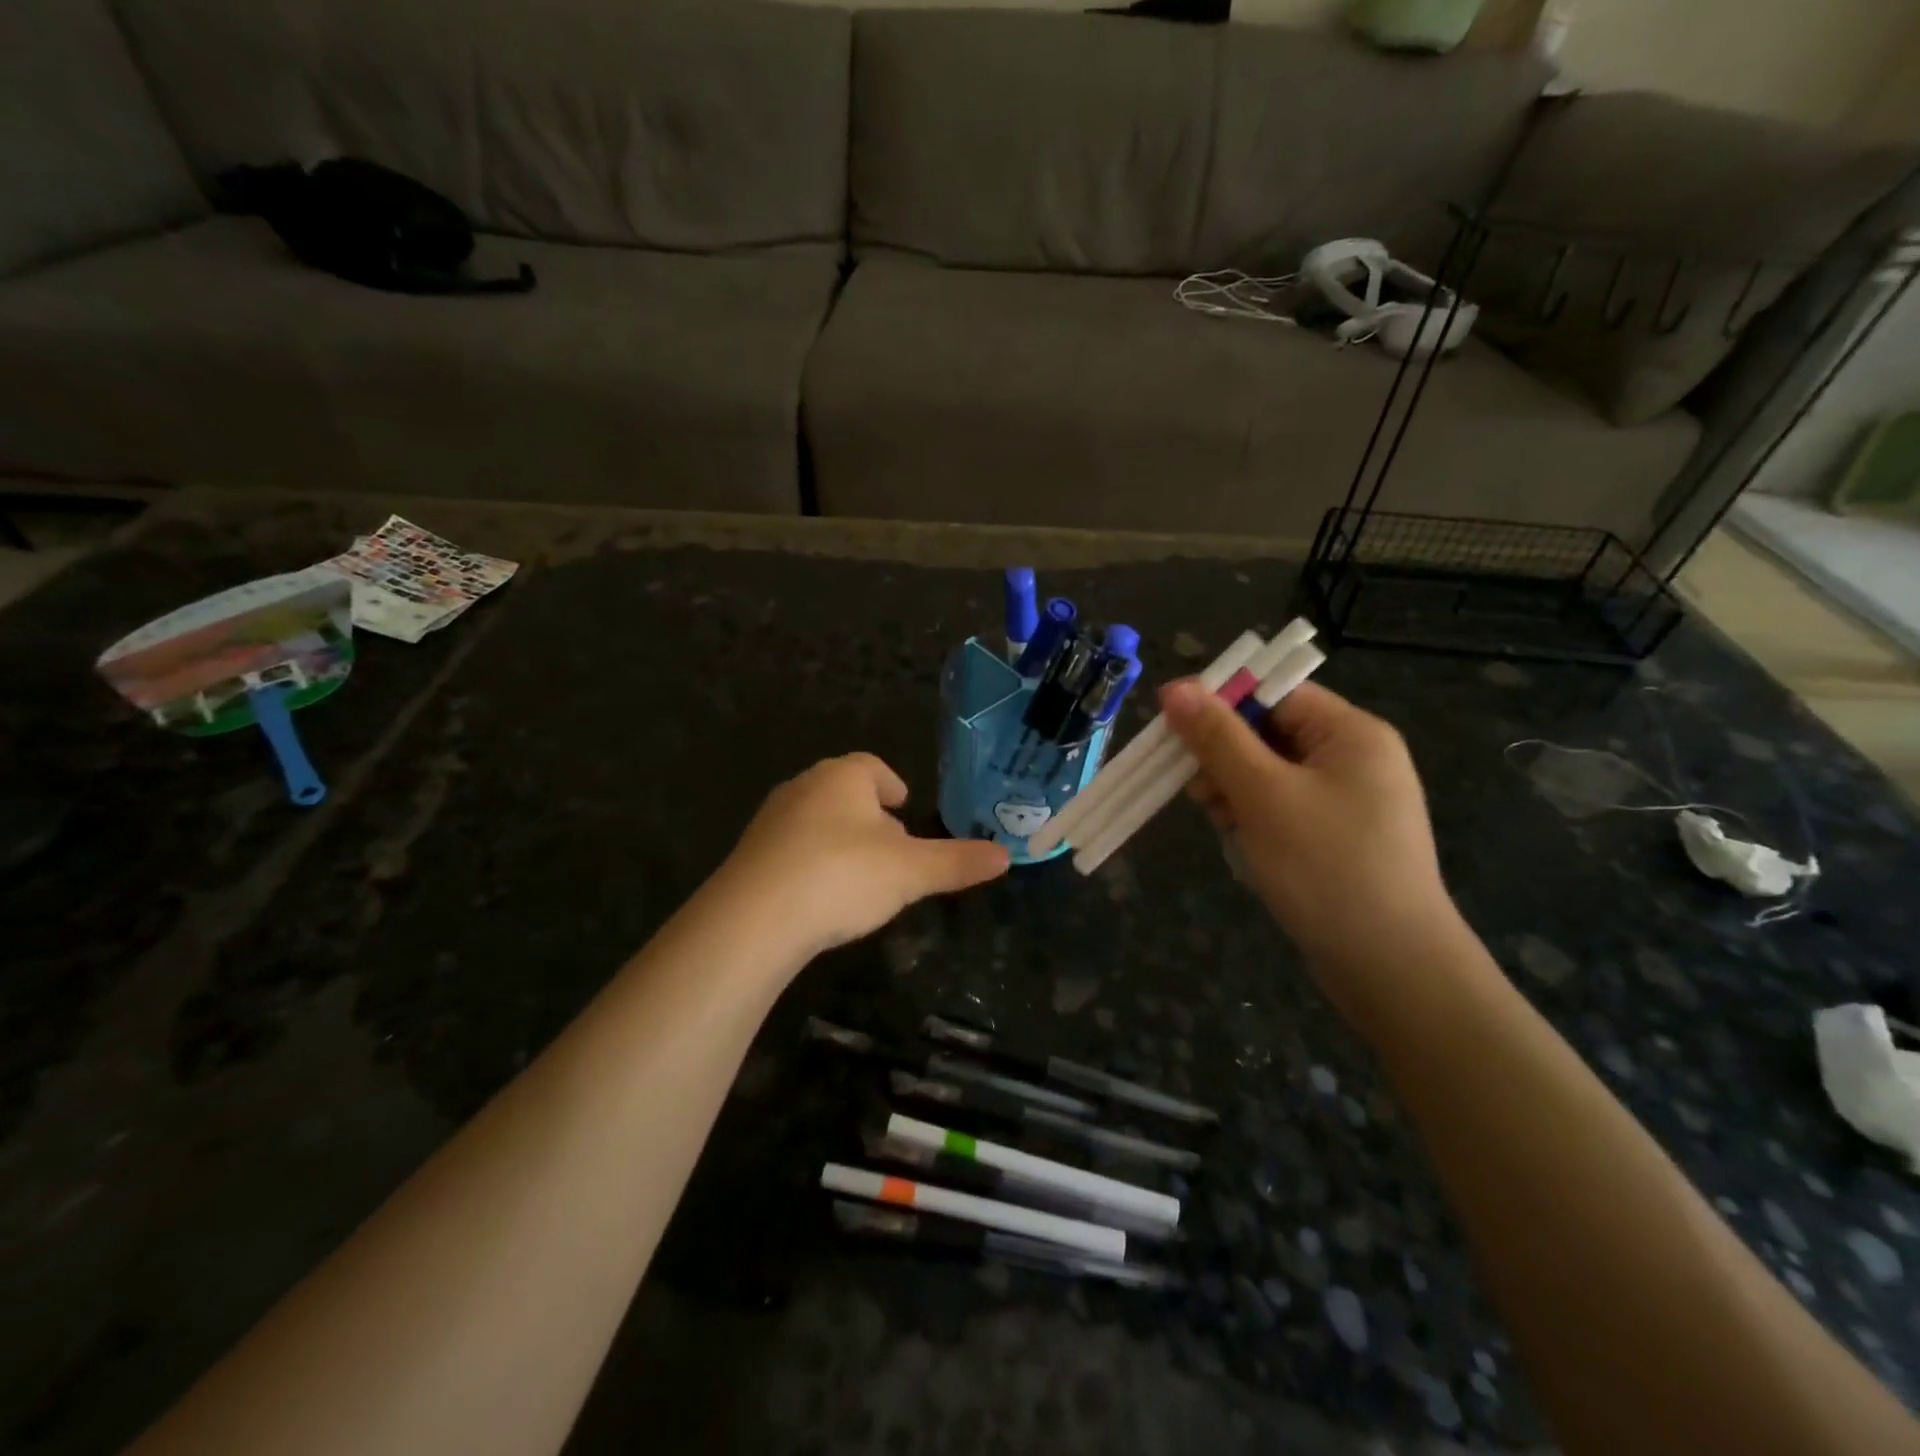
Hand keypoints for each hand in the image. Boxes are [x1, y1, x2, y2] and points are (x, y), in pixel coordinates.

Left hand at [718, 753, 1008, 956]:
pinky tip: (823, 897)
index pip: (872, 767)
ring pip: (816, 820)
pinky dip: (813, 864)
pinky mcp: (750, 856)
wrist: (753, 919)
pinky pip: (791, 850)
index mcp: (843, 777)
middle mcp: (803, 787)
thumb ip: (958, 862)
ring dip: (840, 840)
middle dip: (869, 815)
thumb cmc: (843, 876)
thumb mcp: (911, 872)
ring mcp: (771, 821)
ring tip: (862, 875)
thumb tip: (1006, 856)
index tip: (905, 806)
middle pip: (844, 792)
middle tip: (893, 846)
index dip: (892, 784)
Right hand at [1161, 679, 1466, 1020]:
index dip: (1222, 704)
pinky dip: (1253, 817)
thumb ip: (1218, 738)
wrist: (1389, 966)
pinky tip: (1240, 842)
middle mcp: (1354, 758)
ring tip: (1222, 823)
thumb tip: (1175, 687)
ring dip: (1234, 790)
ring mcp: (1347, 800)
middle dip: (1225, 757)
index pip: (1275, 693)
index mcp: (1350, 733)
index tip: (1174, 729)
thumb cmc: (1326, 866)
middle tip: (1199, 791)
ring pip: (1268, 773)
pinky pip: (1281, 807)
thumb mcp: (1263, 795)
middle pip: (1268, 732)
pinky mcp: (1336, 836)